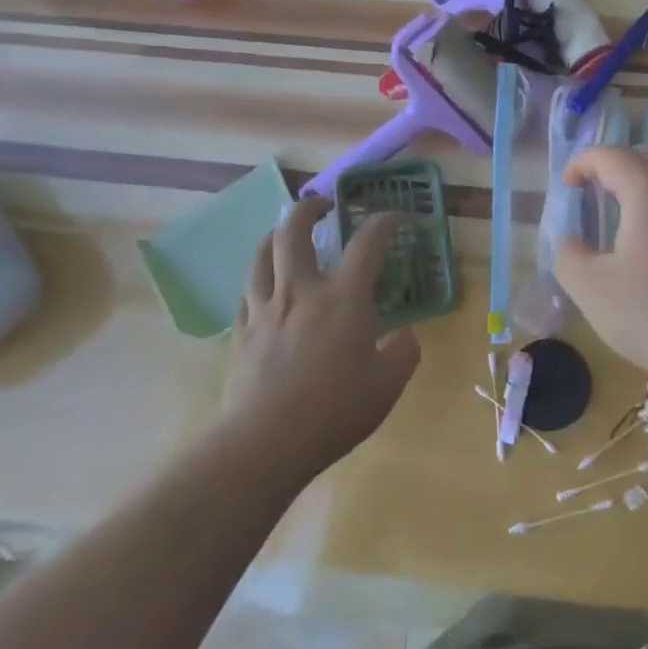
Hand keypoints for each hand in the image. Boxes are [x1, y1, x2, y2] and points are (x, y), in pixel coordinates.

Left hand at [219, 197, 419, 475]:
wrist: (265, 443)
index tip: (394, 217)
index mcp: (343, 297)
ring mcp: (265, 309)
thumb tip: (405, 336)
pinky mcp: (242, 332)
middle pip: (293, 231)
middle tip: (323, 205)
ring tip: (286, 234)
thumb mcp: (388, 384)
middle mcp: (301, 291)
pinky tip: (265, 285)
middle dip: (308, 209)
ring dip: (275, 235)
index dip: (384, 223)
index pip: (367, 243)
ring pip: (261, 254)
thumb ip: (403, 352)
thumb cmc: (334, 410)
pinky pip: (247, 291)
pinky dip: (259, 276)